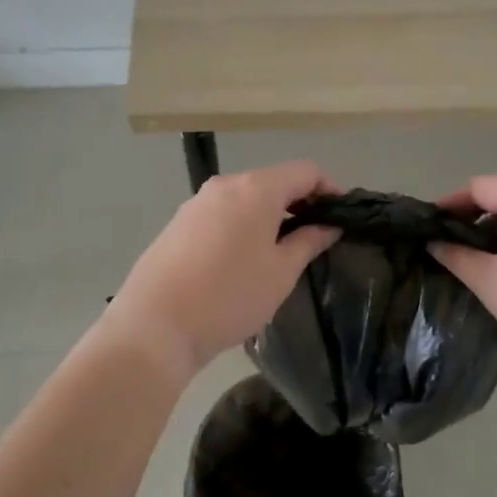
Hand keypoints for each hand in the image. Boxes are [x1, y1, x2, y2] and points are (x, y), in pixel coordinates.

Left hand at [102, 161, 340, 380]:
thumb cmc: (230, 296)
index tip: (340, 218)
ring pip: (245, 199)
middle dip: (298, 204)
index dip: (329, 189)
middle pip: (273, 181)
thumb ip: (309, 241)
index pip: (305, 171)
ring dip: (269, 216)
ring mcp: (196, 202)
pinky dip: (242, 226)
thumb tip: (329, 225)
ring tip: (280, 252)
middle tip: (315, 239)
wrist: (155, 324)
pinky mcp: (178, 224)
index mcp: (255, 189)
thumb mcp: (280, 272)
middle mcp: (224, 185)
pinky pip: (222, 214)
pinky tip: (241, 261)